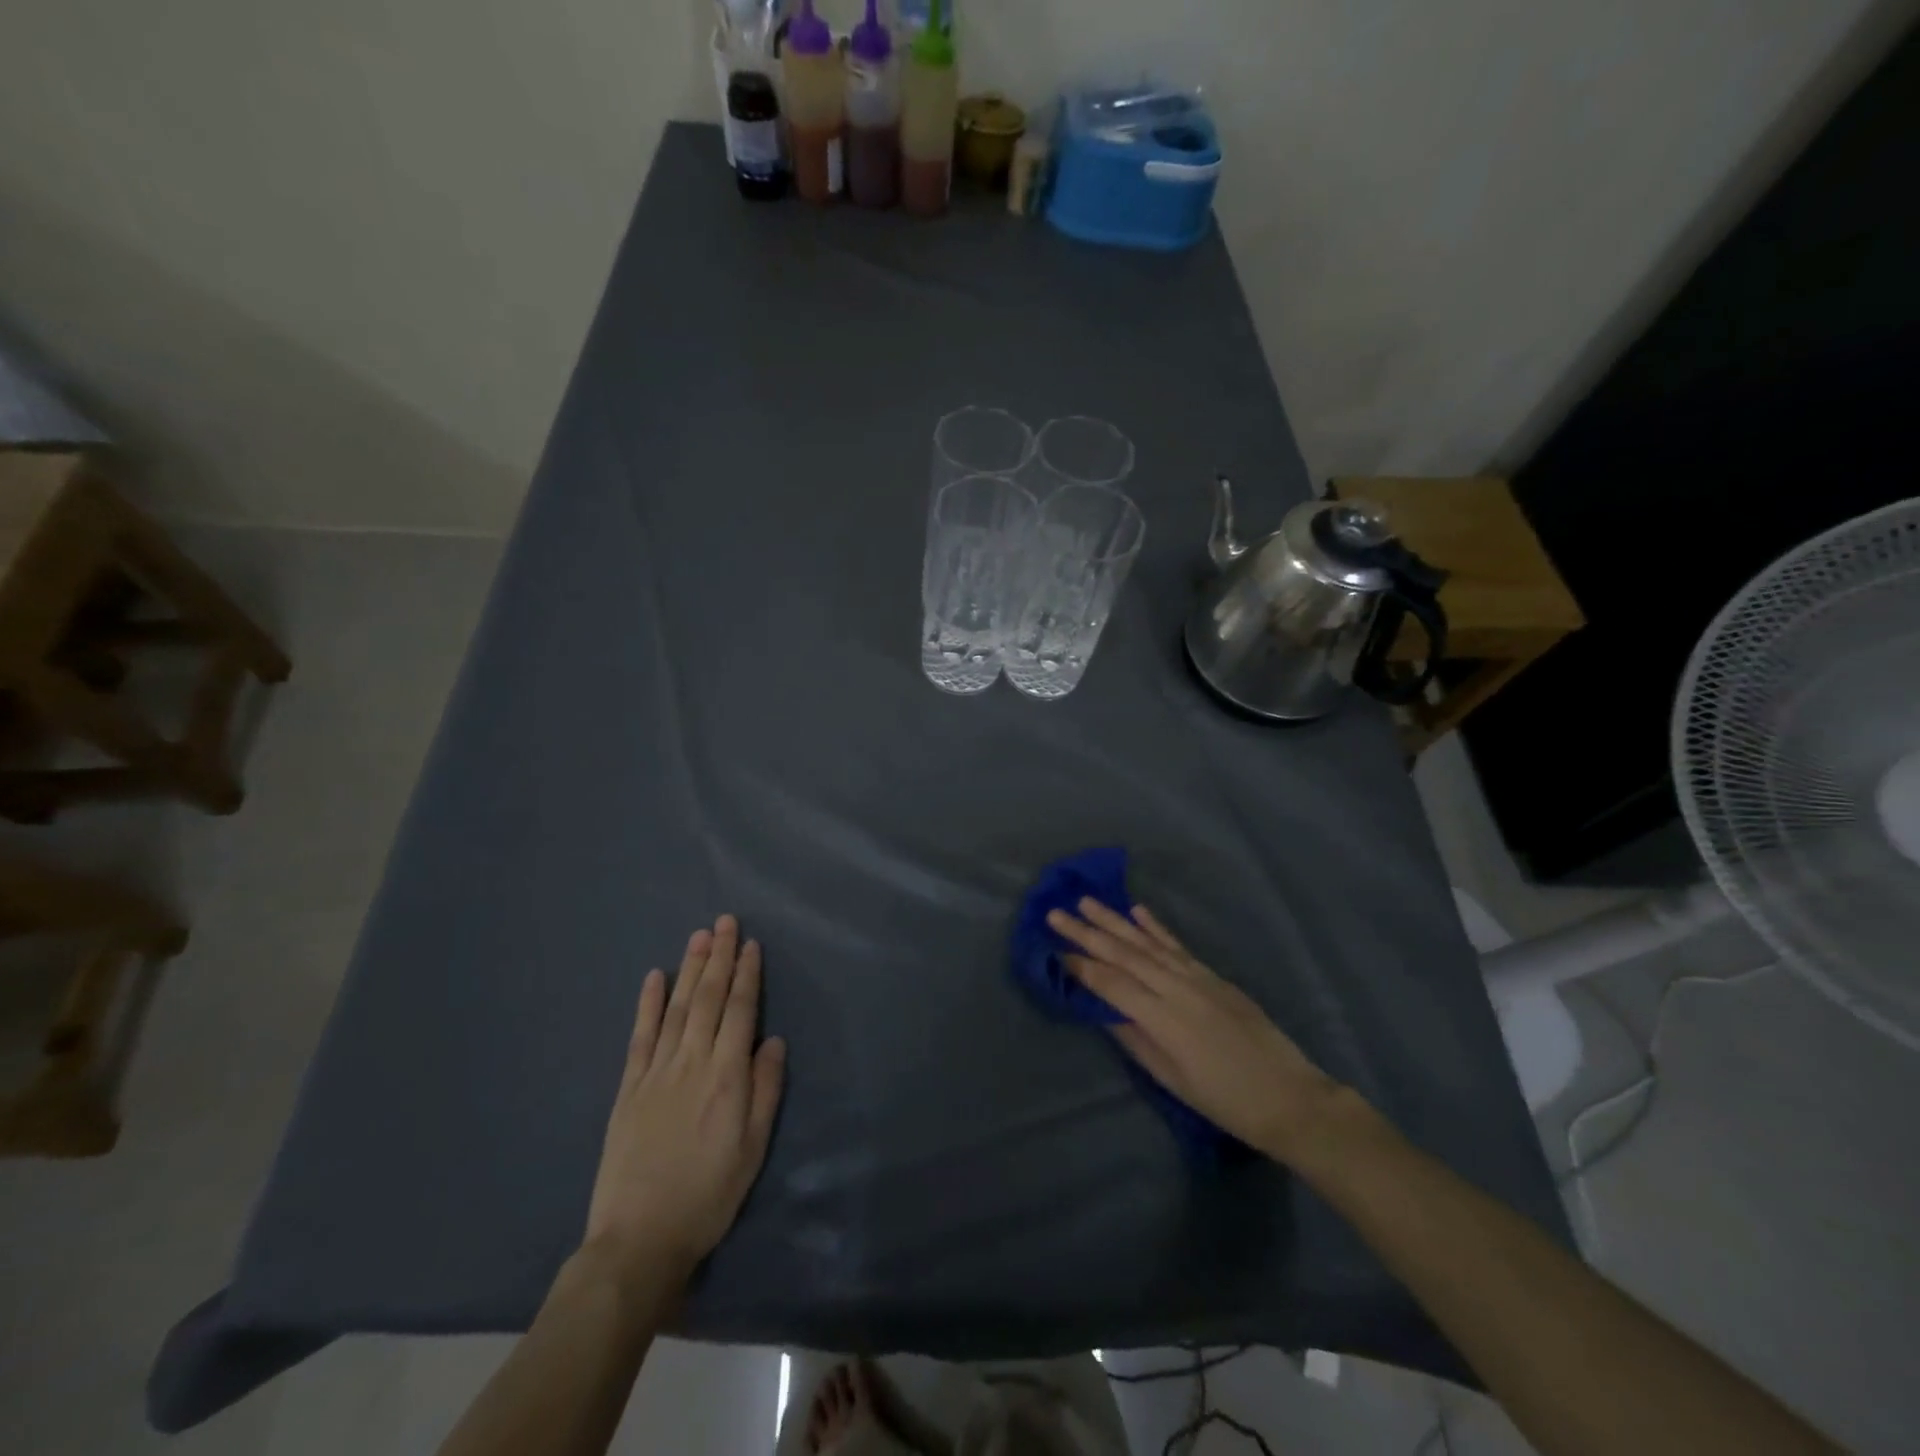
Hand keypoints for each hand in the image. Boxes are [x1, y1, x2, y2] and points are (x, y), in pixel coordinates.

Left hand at [583, 915, 785, 1284]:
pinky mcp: (628, 1088)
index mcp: (726, 1077)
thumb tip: (773, 1040)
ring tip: (699, 936)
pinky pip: (640, 1036)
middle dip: (719, 957)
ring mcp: (656, 1072)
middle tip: (725, 922)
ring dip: (690, 969)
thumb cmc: (708, 1195)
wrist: (639, 1240)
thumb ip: (765, 1090)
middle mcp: (691, 1063)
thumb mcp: (753, 1149)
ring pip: (678, 1008)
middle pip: (709, 999)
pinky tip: (655, 977)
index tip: (751, 944)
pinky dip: (648, 1003)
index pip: (740, 1011)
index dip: (747, 974)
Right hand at [1047, 898, 1354, 1162]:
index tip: (1052, 950)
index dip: (1080, 967)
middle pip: (1124, 955)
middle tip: (1056, 912)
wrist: (1289, 1096)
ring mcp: (1197, 977)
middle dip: (1087, 933)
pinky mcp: (1213, 975)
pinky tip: (1137, 910)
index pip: (1111, 984)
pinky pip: (1177, 946)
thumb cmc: (1225, 1100)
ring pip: (1147, 943)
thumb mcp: (1172, 1078)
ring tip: (1087, 901)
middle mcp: (1177, 988)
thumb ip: (1135, 1039)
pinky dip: (1156, 927)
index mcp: (1163, 1018)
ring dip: (1114, 921)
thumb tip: (1102, 1008)